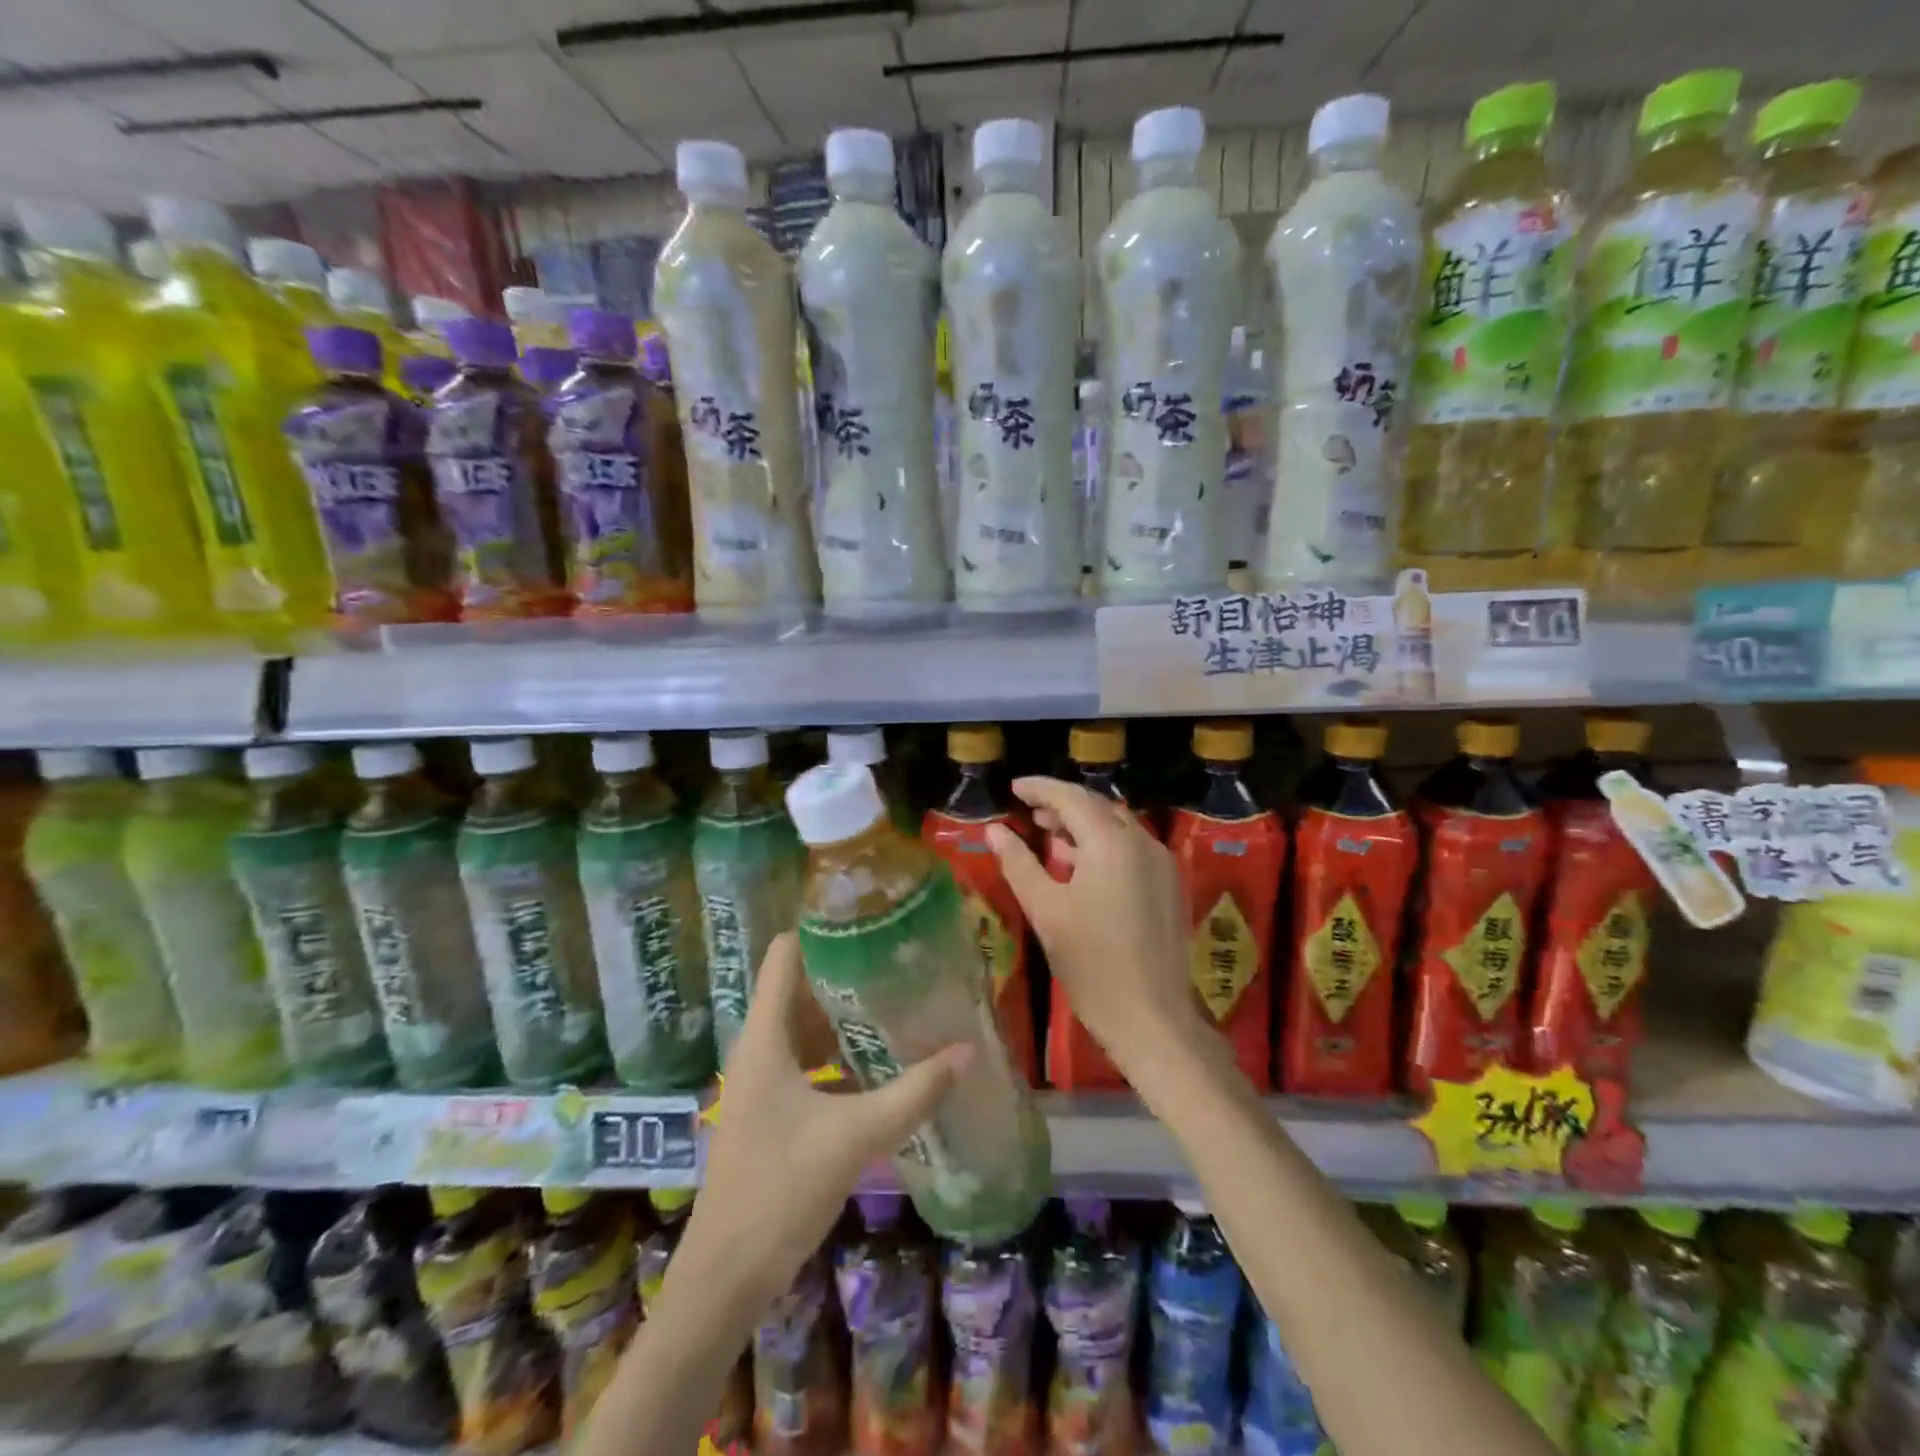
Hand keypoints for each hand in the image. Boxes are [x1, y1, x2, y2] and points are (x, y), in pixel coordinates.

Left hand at [678, 932, 973, 1309]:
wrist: (726, 1276)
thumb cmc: (780, 1191)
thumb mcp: (854, 1136)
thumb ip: (913, 1093)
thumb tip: (967, 1051)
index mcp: (764, 1037)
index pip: (783, 954)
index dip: (819, 928)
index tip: (868, 920)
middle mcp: (757, 1047)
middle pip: (798, 985)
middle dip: (844, 969)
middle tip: (897, 958)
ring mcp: (761, 1079)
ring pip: (803, 1024)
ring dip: (843, 1012)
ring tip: (895, 998)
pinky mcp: (770, 1108)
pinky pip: (805, 1057)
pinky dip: (837, 1049)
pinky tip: (877, 1059)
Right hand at [986, 775, 1197, 1077]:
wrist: (1152, 1018)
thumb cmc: (1091, 964)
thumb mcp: (1045, 911)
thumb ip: (1019, 863)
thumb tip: (994, 830)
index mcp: (1112, 843)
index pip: (1071, 797)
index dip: (1040, 789)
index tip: (1014, 788)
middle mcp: (1143, 842)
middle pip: (1098, 807)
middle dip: (1062, 805)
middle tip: (1029, 812)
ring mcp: (1162, 863)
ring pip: (1118, 827)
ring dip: (1084, 825)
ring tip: (1050, 837)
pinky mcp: (1170, 885)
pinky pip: (1133, 848)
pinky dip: (1105, 845)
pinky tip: (1081, 866)